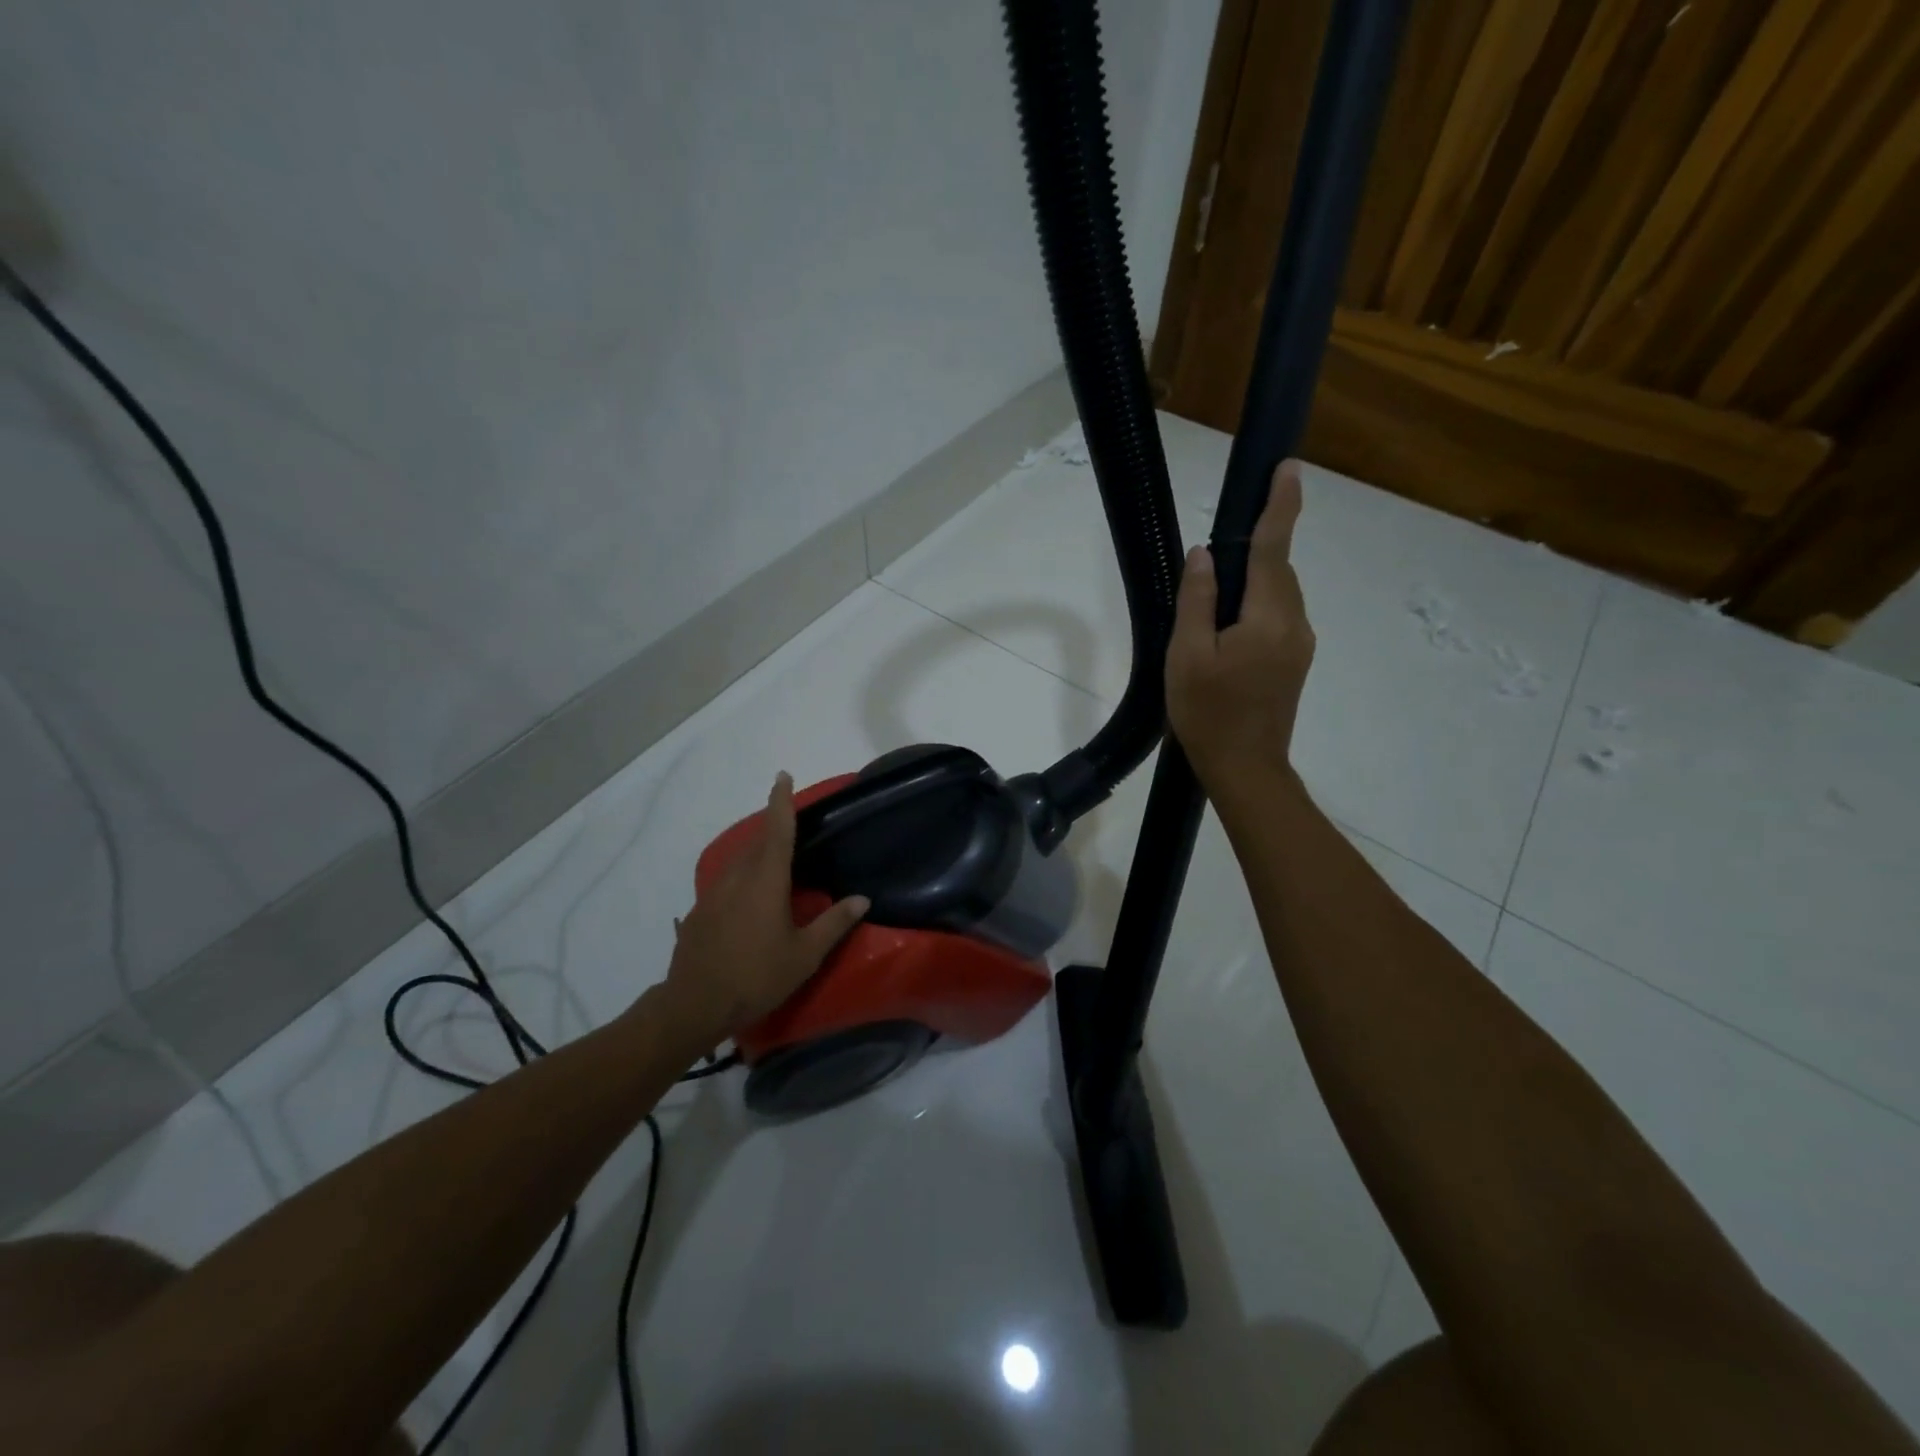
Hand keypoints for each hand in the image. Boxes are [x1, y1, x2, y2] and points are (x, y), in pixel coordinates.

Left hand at [655, 773, 869, 1051]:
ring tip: (774, 864)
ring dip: (756, 854)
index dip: (781, 801)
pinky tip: (749, 901)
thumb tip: (862, 899)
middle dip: (772, 828)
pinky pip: (726, 882)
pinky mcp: (700, 913)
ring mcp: (713, 894)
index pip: (777, 830)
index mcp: (766, 880)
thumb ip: (834, 923)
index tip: (782, 775)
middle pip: (756, 842)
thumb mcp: (804, 955)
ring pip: (738, 862)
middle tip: (791, 827)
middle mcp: (737, 878)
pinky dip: (741, 878)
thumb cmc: (756, 977)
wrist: (694, 1005)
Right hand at [1166, 461, 1314, 789]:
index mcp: (1268, 618)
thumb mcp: (1187, 655)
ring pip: (1278, 595)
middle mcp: (1295, 624)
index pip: (1273, 549)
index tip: (1288, 467)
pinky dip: (1258, 605)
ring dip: (1254, 582)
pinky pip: (1279, 617)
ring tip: (1214, 598)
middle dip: (1258, 547)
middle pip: (1277, 570)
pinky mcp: (1296, 662)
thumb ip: (1197, 600)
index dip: (1280, 506)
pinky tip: (1229, 627)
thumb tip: (1204, 554)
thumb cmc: (1208, 713)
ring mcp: (1300, 645)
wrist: (1245, 768)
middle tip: (1219, 550)